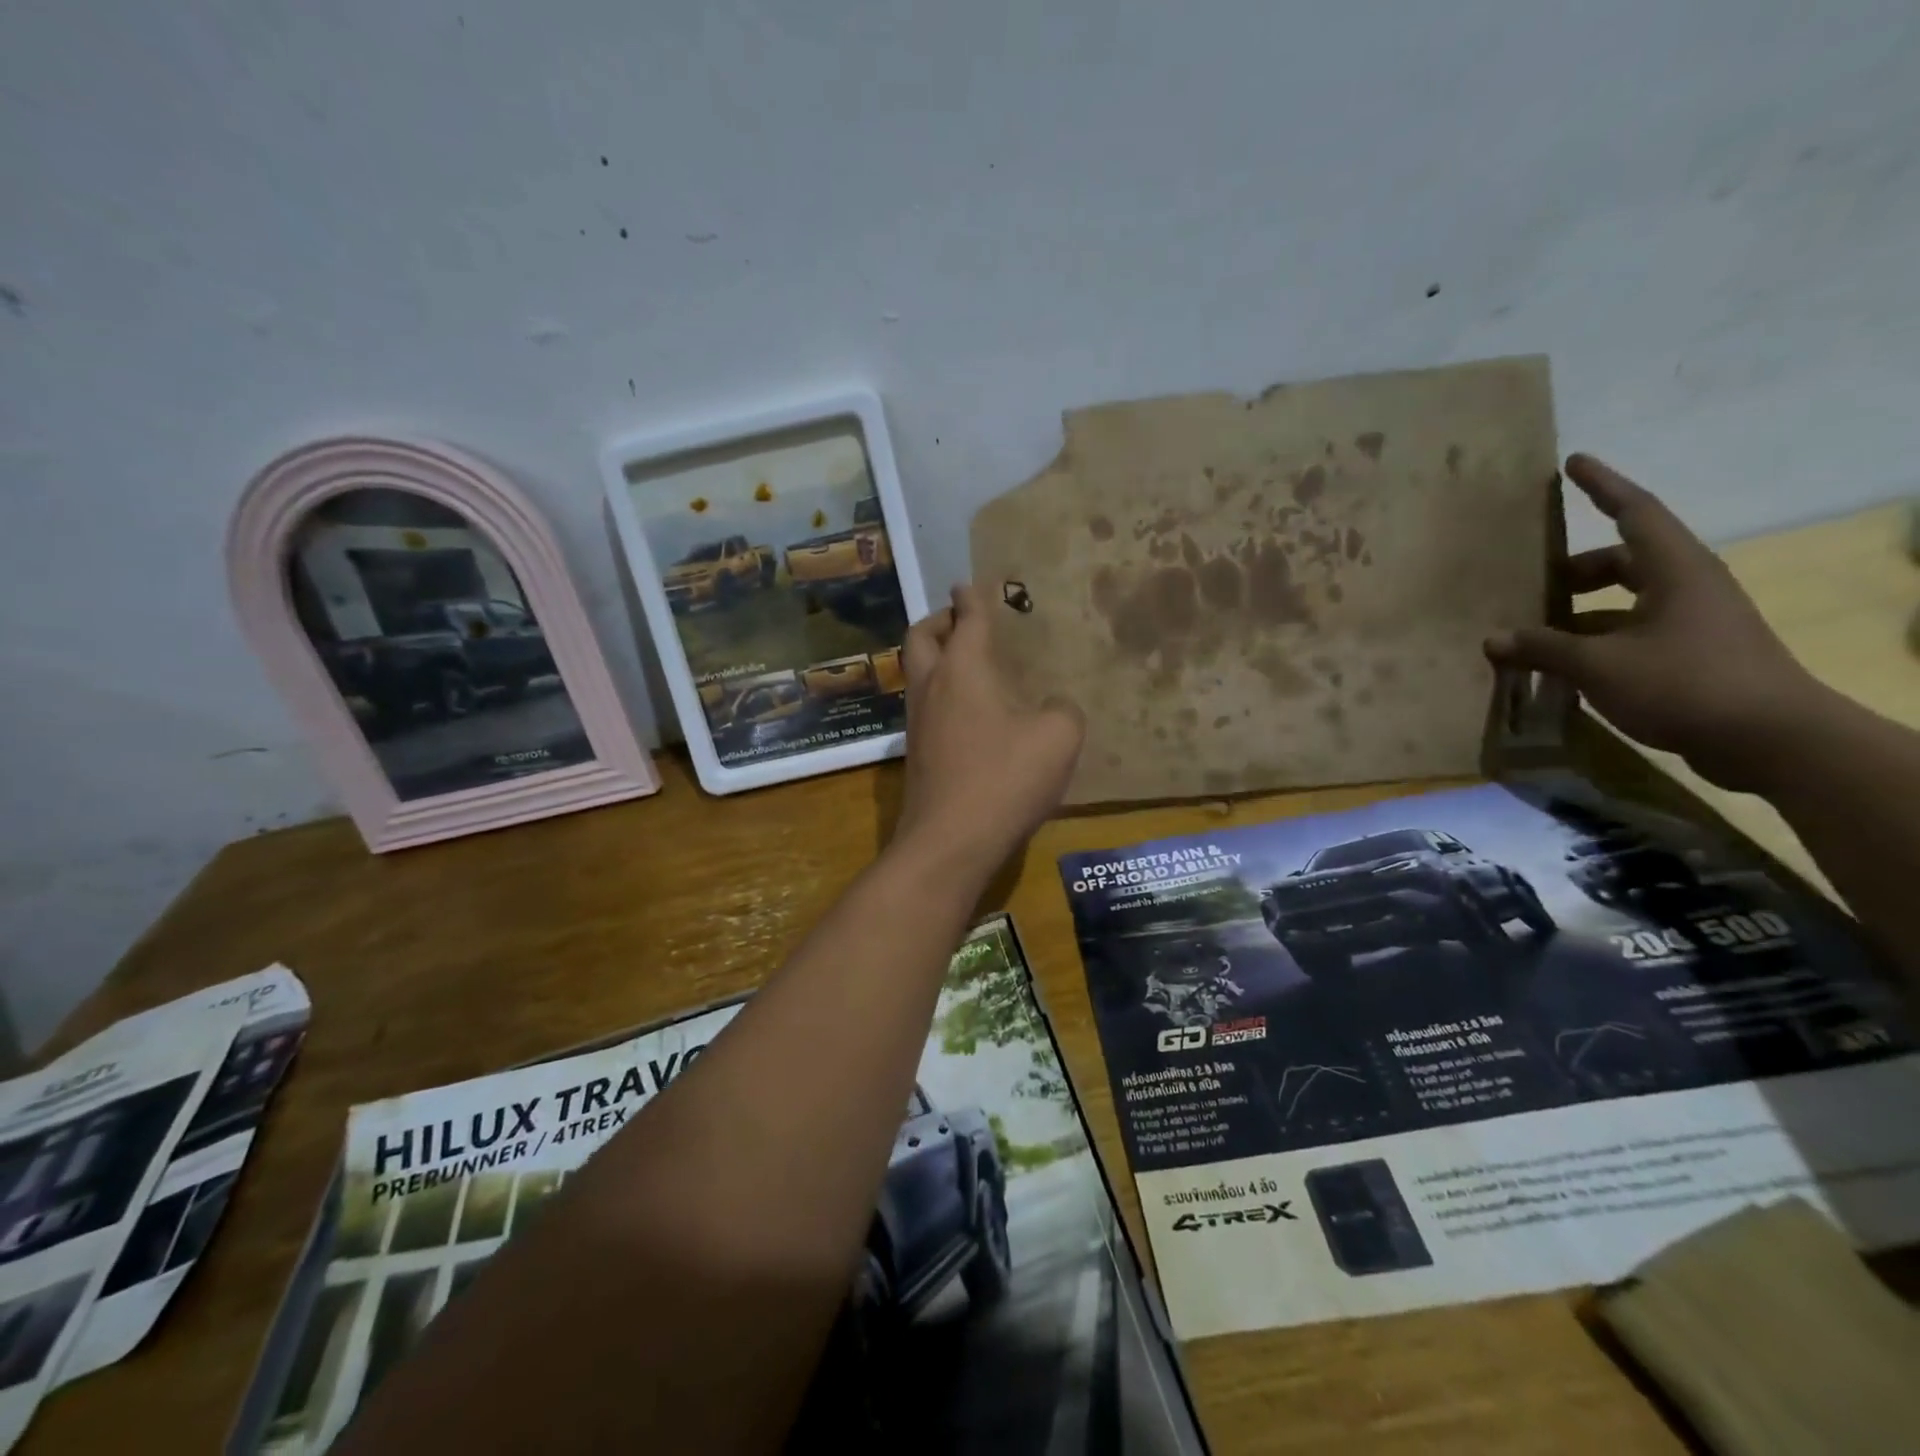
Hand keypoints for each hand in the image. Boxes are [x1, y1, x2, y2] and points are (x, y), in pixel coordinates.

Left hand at [895, 584, 1084, 874]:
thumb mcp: (1058, 737)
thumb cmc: (1005, 778)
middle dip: (940, 619)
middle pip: (921, 636)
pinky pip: (923, 704)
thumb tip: (1052, 708)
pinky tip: (967, 712)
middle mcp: (931, 686)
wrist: (950, 841)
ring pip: (916, 672)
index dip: (972, 597)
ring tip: (967, 663)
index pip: (967, 618)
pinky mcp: (916, 754)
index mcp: (963, 669)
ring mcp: (917, 722)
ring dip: (935, 656)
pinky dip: (939, 691)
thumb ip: (1062, 710)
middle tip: (962, 620)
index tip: (971, 584)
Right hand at [1484, 454, 1823, 791]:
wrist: (1769, 739)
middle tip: (1533, 581)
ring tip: (1535, 633)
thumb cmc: (1683, 683)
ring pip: (1625, 601)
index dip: (1602, 486)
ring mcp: (1693, 622)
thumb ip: (1543, 648)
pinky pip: (1631, 633)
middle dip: (1577, 569)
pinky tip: (1562, 667)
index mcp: (1675, 570)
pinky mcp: (1692, 655)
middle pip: (1624, 560)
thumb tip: (1493, 640)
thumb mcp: (1599, 665)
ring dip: (1580, 611)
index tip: (1573, 462)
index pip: (1633, 512)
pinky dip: (1595, 641)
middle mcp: (1687, 587)